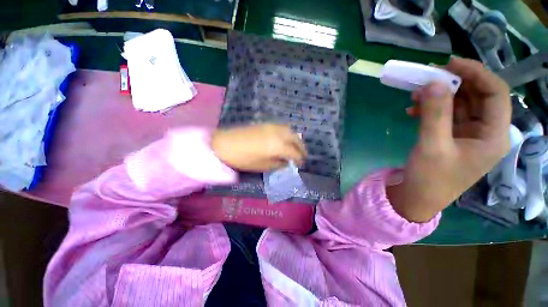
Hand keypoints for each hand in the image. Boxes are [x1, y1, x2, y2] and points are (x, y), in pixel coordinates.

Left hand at [211, 124, 306, 171]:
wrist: (225, 144)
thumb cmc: (244, 159)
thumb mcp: (263, 166)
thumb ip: (278, 164)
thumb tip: (286, 162)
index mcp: (278, 145)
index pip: (294, 152)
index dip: (299, 159)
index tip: (301, 164)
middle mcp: (279, 133)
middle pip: (295, 139)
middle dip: (301, 148)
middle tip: (303, 155)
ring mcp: (272, 126)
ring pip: (290, 131)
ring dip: (295, 139)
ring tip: (295, 147)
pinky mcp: (266, 124)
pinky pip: (282, 128)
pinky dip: (288, 134)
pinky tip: (285, 139)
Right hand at [387, 57, 510, 221]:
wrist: (419, 197)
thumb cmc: (430, 178)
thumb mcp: (432, 146)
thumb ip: (435, 114)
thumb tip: (433, 82)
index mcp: (494, 135)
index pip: (495, 93)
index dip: (475, 73)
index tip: (448, 64)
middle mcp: (487, 131)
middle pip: (478, 96)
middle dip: (453, 84)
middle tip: (427, 77)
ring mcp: (469, 134)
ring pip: (460, 104)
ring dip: (438, 96)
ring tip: (415, 96)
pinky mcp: (453, 137)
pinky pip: (446, 115)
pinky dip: (431, 109)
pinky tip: (413, 110)